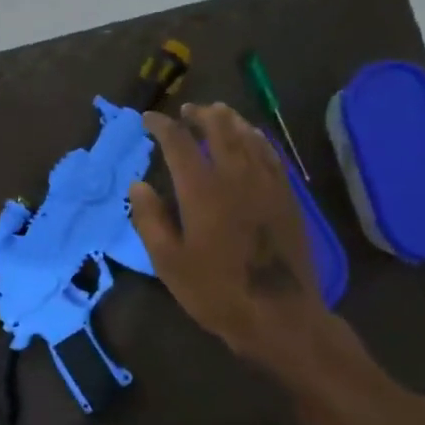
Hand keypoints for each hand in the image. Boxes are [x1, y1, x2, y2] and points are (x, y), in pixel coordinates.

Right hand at [128, 103, 343, 372]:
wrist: (278, 314)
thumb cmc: (215, 292)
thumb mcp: (168, 262)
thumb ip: (150, 219)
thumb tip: (138, 185)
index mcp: (202, 190)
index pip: (178, 142)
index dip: (161, 125)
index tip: (147, 119)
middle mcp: (236, 176)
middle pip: (219, 128)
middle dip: (200, 114)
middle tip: (186, 110)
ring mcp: (266, 183)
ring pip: (248, 136)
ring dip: (229, 119)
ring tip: (217, 113)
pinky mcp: (287, 196)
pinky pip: (271, 154)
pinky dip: (257, 137)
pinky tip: (252, 138)